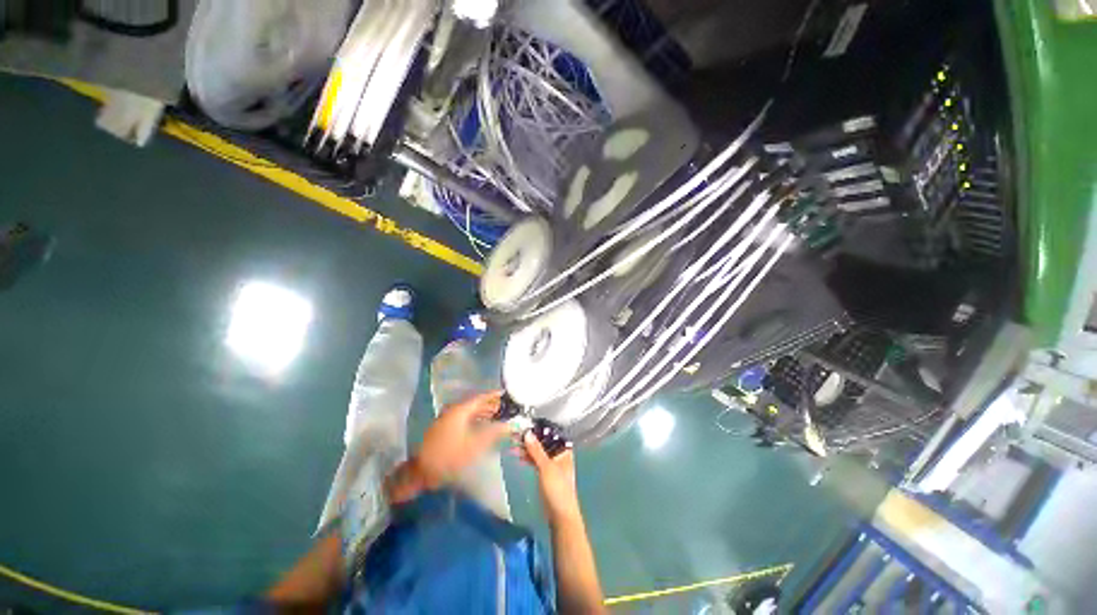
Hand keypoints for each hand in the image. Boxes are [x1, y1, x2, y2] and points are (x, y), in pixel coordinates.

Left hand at [415, 390, 510, 487]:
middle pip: (475, 404)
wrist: (421, 472)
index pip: (481, 397)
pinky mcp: (443, 428)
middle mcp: (453, 410)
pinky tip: (481, 426)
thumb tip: (510, 425)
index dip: (494, 395)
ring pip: (469, 412)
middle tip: (504, 406)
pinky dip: (474, 419)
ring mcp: (446, 419)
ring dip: (482, 412)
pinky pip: (463, 418)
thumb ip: (494, 433)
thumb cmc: (450, 456)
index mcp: (460, 410)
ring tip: (496, 415)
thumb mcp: (475, 445)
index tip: (506, 393)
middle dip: (489, 405)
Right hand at [521, 431, 582, 524]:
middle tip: (515, 433)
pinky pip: (535, 460)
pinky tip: (517, 454)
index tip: (525, 423)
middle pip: (543, 442)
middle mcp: (559, 454)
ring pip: (538, 451)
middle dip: (530, 438)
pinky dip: (527, 457)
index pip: (551, 433)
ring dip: (527, 447)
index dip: (539, 428)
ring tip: (512, 443)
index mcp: (564, 449)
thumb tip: (527, 432)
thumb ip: (536, 450)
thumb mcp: (546, 467)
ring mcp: (552, 464)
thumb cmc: (557, 489)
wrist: (560, 516)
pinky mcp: (545, 473)